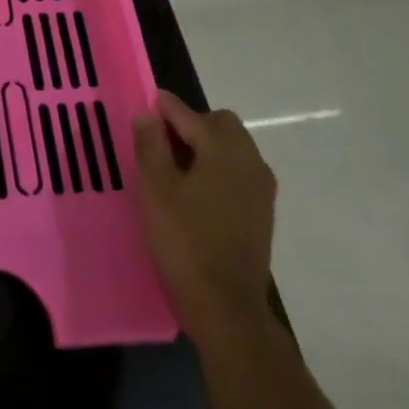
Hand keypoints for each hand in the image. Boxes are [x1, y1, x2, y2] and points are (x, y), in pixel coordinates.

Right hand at [133, 89, 277, 341]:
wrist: (226, 305)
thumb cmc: (185, 240)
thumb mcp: (156, 189)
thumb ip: (150, 145)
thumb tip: (147, 114)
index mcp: (223, 150)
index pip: (191, 115)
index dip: (165, 107)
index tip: (146, 103)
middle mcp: (249, 161)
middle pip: (221, 125)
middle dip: (192, 123)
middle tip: (160, 139)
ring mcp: (261, 188)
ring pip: (234, 148)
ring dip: (207, 146)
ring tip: (175, 165)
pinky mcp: (262, 212)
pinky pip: (239, 172)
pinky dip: (219, 168)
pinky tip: (196, 190)